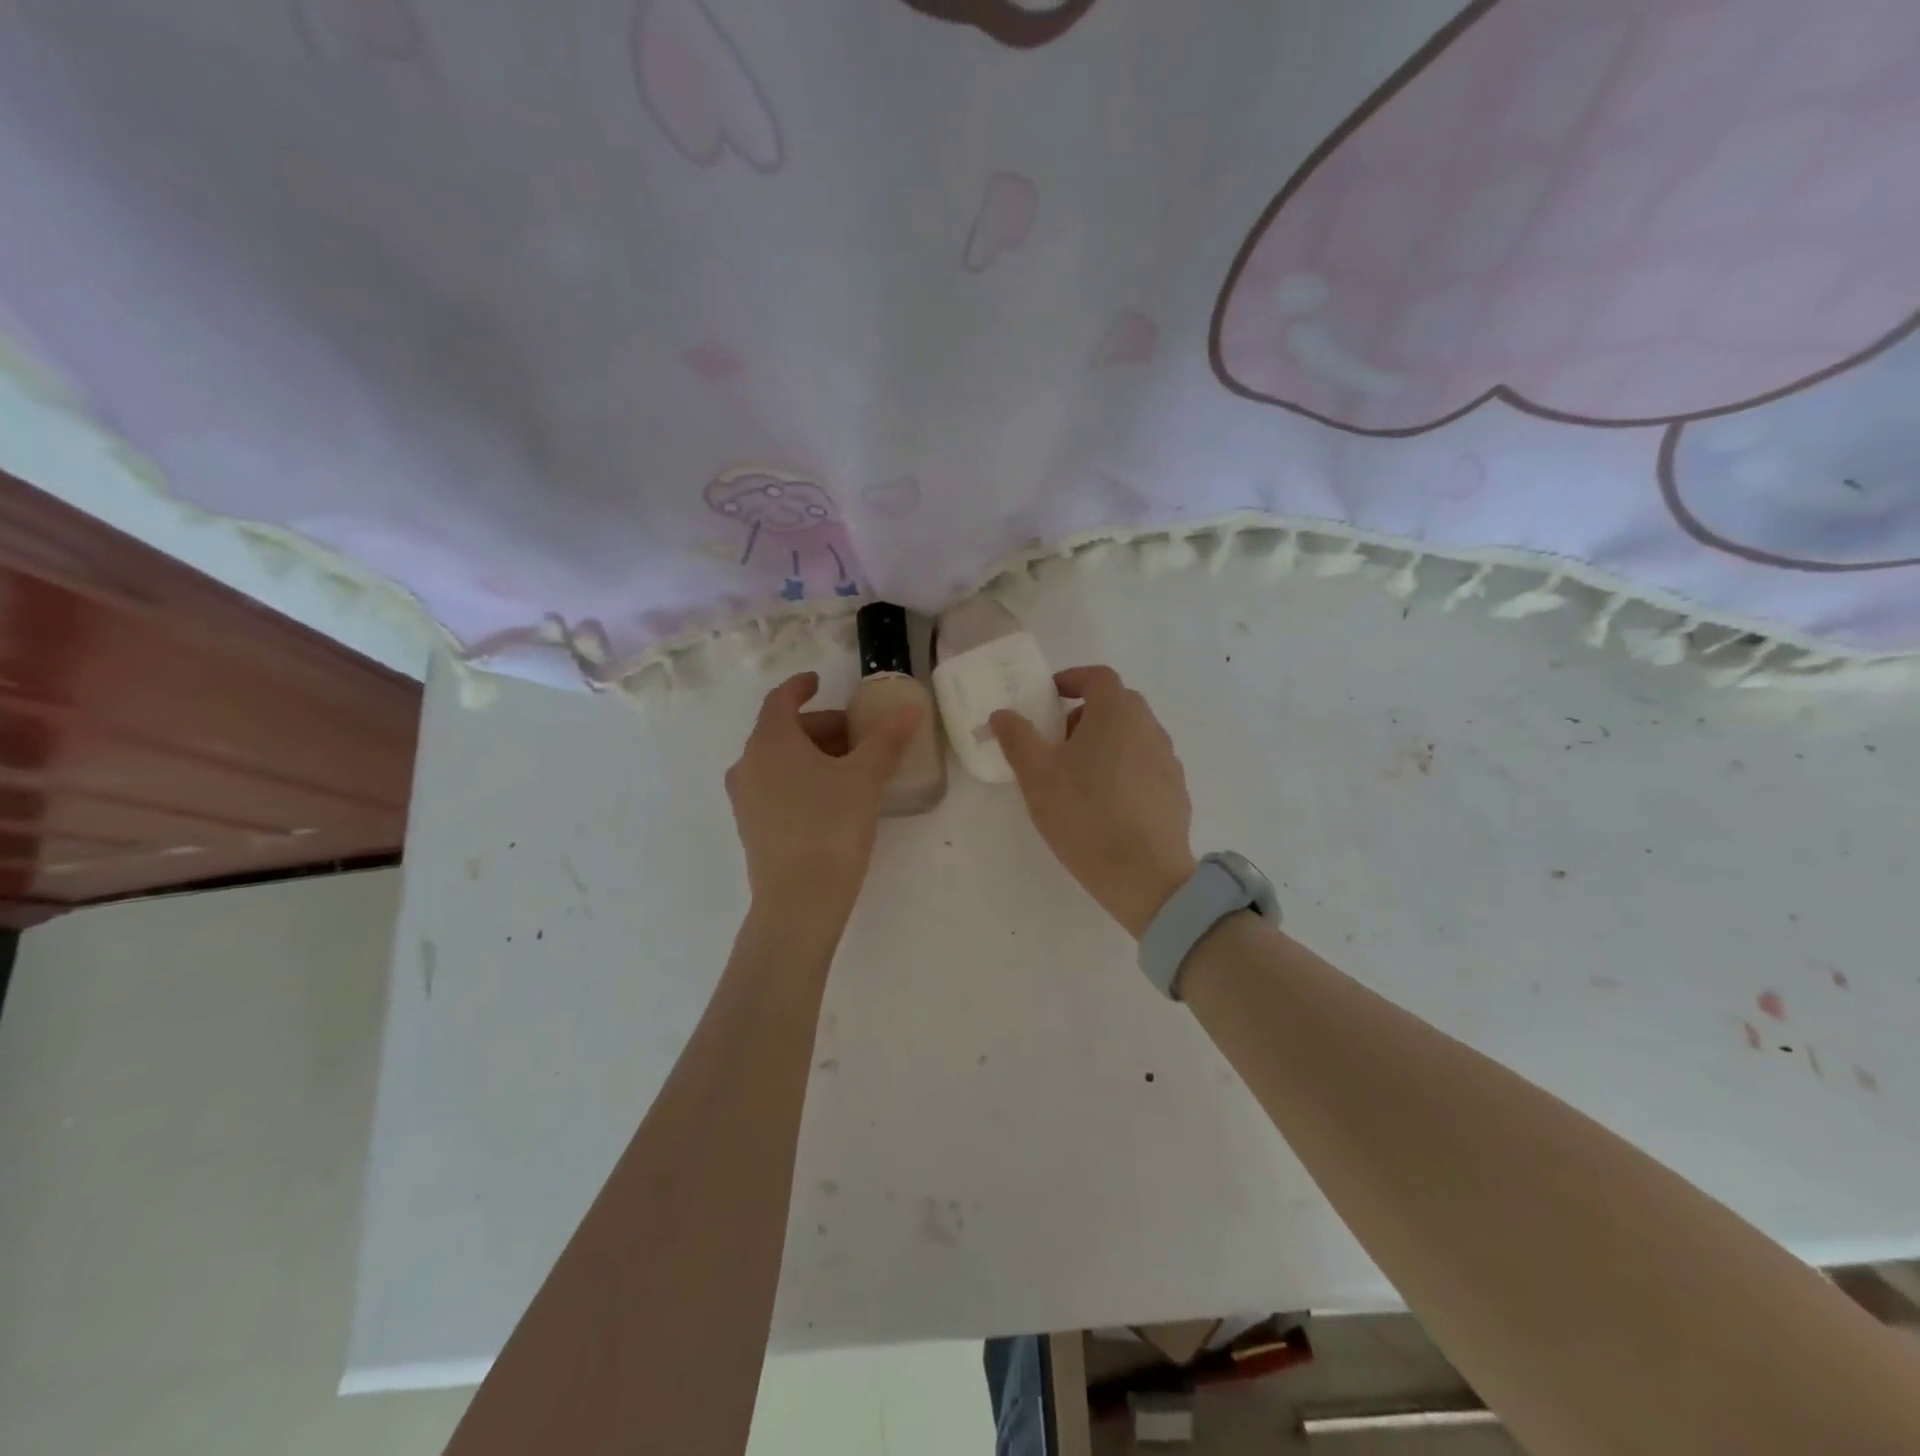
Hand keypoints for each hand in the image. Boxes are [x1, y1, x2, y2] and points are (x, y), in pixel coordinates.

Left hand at [725, 672, 920, 926]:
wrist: (799, 900)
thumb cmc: (830, 826)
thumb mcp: (865, 778)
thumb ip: (886, 740)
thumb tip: (909, 710)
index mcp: (770, 741)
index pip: (781, 699)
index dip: (802, 687)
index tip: (820, 682)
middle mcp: (748, 764)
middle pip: (782, 730)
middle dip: (820, 727)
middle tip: (856, 735)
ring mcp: (745, 798)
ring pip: (778, 761)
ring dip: (811, 754)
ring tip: (850, 767)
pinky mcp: (751, 827)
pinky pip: (775, 786)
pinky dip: (800, 778)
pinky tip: (831, 798)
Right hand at [991, 665, 1196, 937]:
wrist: (1145, 876)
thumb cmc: (1085, 816)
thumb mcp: (1037, 777)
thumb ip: (1017, 738)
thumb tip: (1002, 714)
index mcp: (1117, 713)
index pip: (1097, 676)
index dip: (1072, 679)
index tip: (1050, 696)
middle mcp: (1149, 727)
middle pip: (1118, 704)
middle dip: (1086, 713)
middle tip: (1059, 741)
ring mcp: (1168, 759)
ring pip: (1133, 735)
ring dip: (1106, 741)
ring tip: (1080, 776)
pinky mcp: (1176, 790)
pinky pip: (1146, 764)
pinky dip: (1125, 768)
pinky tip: (1108, 802)